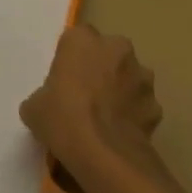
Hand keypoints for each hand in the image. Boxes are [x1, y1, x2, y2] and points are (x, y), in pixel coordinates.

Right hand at [19, 24, 162, 190]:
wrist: (104, 155)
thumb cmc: (62, 118)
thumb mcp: (34, 105)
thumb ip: (46, 93)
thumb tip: (52, 103)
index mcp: (82, 41)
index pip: (77, 37)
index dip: (71, 56)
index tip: (64, 75)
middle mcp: (117, 49)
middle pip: (109, 52)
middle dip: (101, 67)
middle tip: (85, 92)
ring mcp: (142, 77)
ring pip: (130, 77)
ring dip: (121, 89)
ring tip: (104, 116)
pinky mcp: (157, 106)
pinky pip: (141, 104)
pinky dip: (133, 114)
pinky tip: (119, 133)